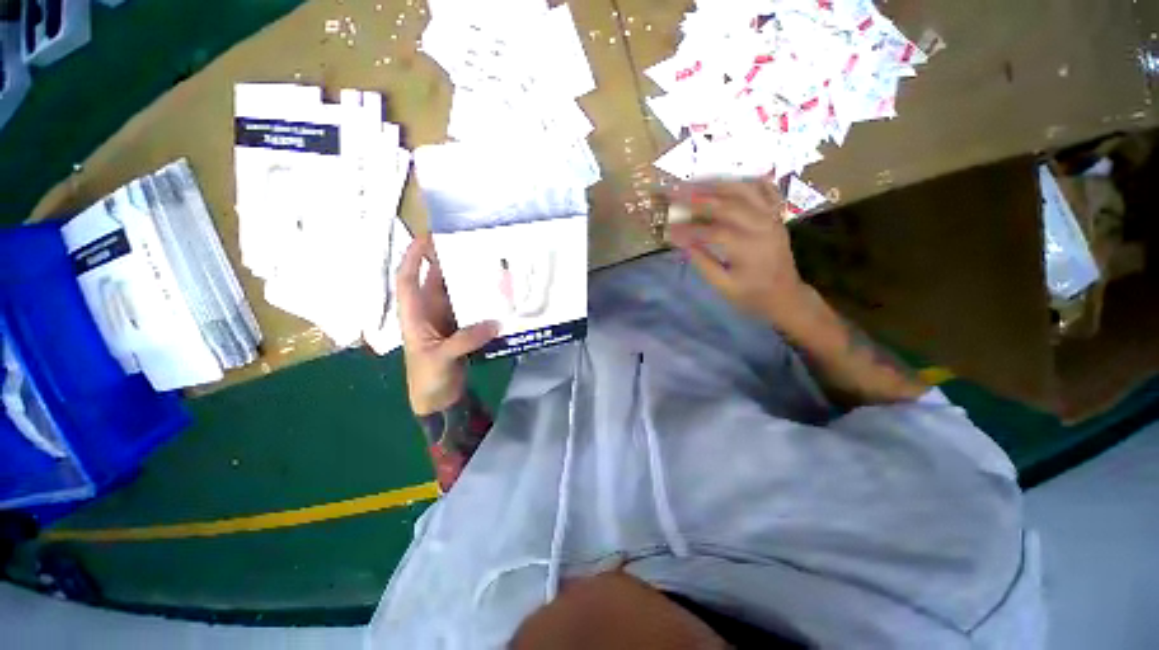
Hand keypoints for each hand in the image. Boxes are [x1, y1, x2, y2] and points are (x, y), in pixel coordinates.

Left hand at [397, 234, 498, 415]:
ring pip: (454, 293)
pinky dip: (481, 301)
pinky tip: (495, 294)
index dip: (413, 257)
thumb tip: (494, 322)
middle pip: (434, 281)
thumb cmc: (427, 378)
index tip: (426, 238)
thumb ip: (465, 340)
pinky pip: (471, 309)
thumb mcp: (441, 358)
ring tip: (485, 263)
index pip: (407, 279)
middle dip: (446, 261)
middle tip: (468, 245)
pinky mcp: (461, 329)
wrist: (439, 399)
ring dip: (467, 280)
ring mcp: (446, 320)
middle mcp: (428, 312)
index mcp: (414, 315)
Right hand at [667, 180, 810, 330]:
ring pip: (744, 189)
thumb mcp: (724, 286)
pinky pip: (764, 188)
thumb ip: (703, 262)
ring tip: (694, 182)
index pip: (711, 232)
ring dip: (716, 183)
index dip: (687, 229)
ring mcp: (771, 217)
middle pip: (726, 203)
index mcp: (747, 248)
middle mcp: (761, 226)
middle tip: (673, 191)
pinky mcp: (776, 214)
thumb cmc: (752, 295)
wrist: (786, 295)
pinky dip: (745, 181)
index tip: (667, 229)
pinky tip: (727, 180)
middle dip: (696, 196)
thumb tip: (682, 242)